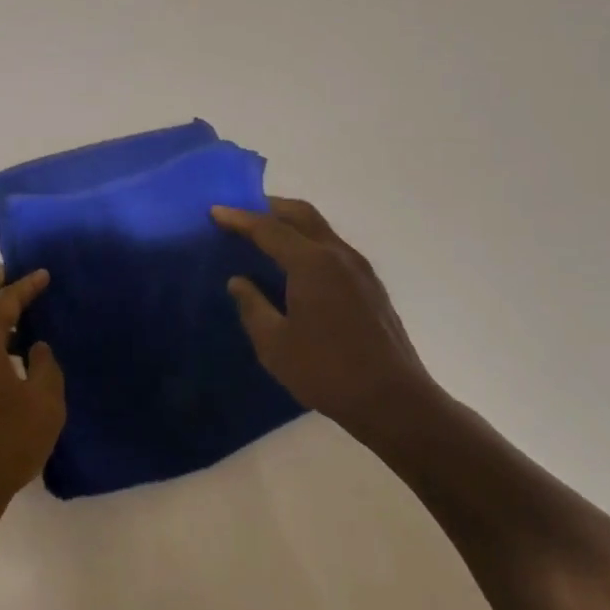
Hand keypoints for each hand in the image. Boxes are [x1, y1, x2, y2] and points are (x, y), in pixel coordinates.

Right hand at [212, 198, 442, 446]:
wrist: (394, 401)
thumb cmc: (327, 372)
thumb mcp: (274, 344)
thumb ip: (252, 306)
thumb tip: (239, 282)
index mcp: (312, 263)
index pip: (269, 229)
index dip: (239, 218)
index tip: (215, 212)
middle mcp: (338, 255)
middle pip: (301, 215)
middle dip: (269, 208)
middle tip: (241, 215)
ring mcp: (360, 269)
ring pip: (320, 229)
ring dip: (291, 224)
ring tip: (265, 237)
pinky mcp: (371, 286)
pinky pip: (332, 248)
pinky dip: (308, 243)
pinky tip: (296, 266)